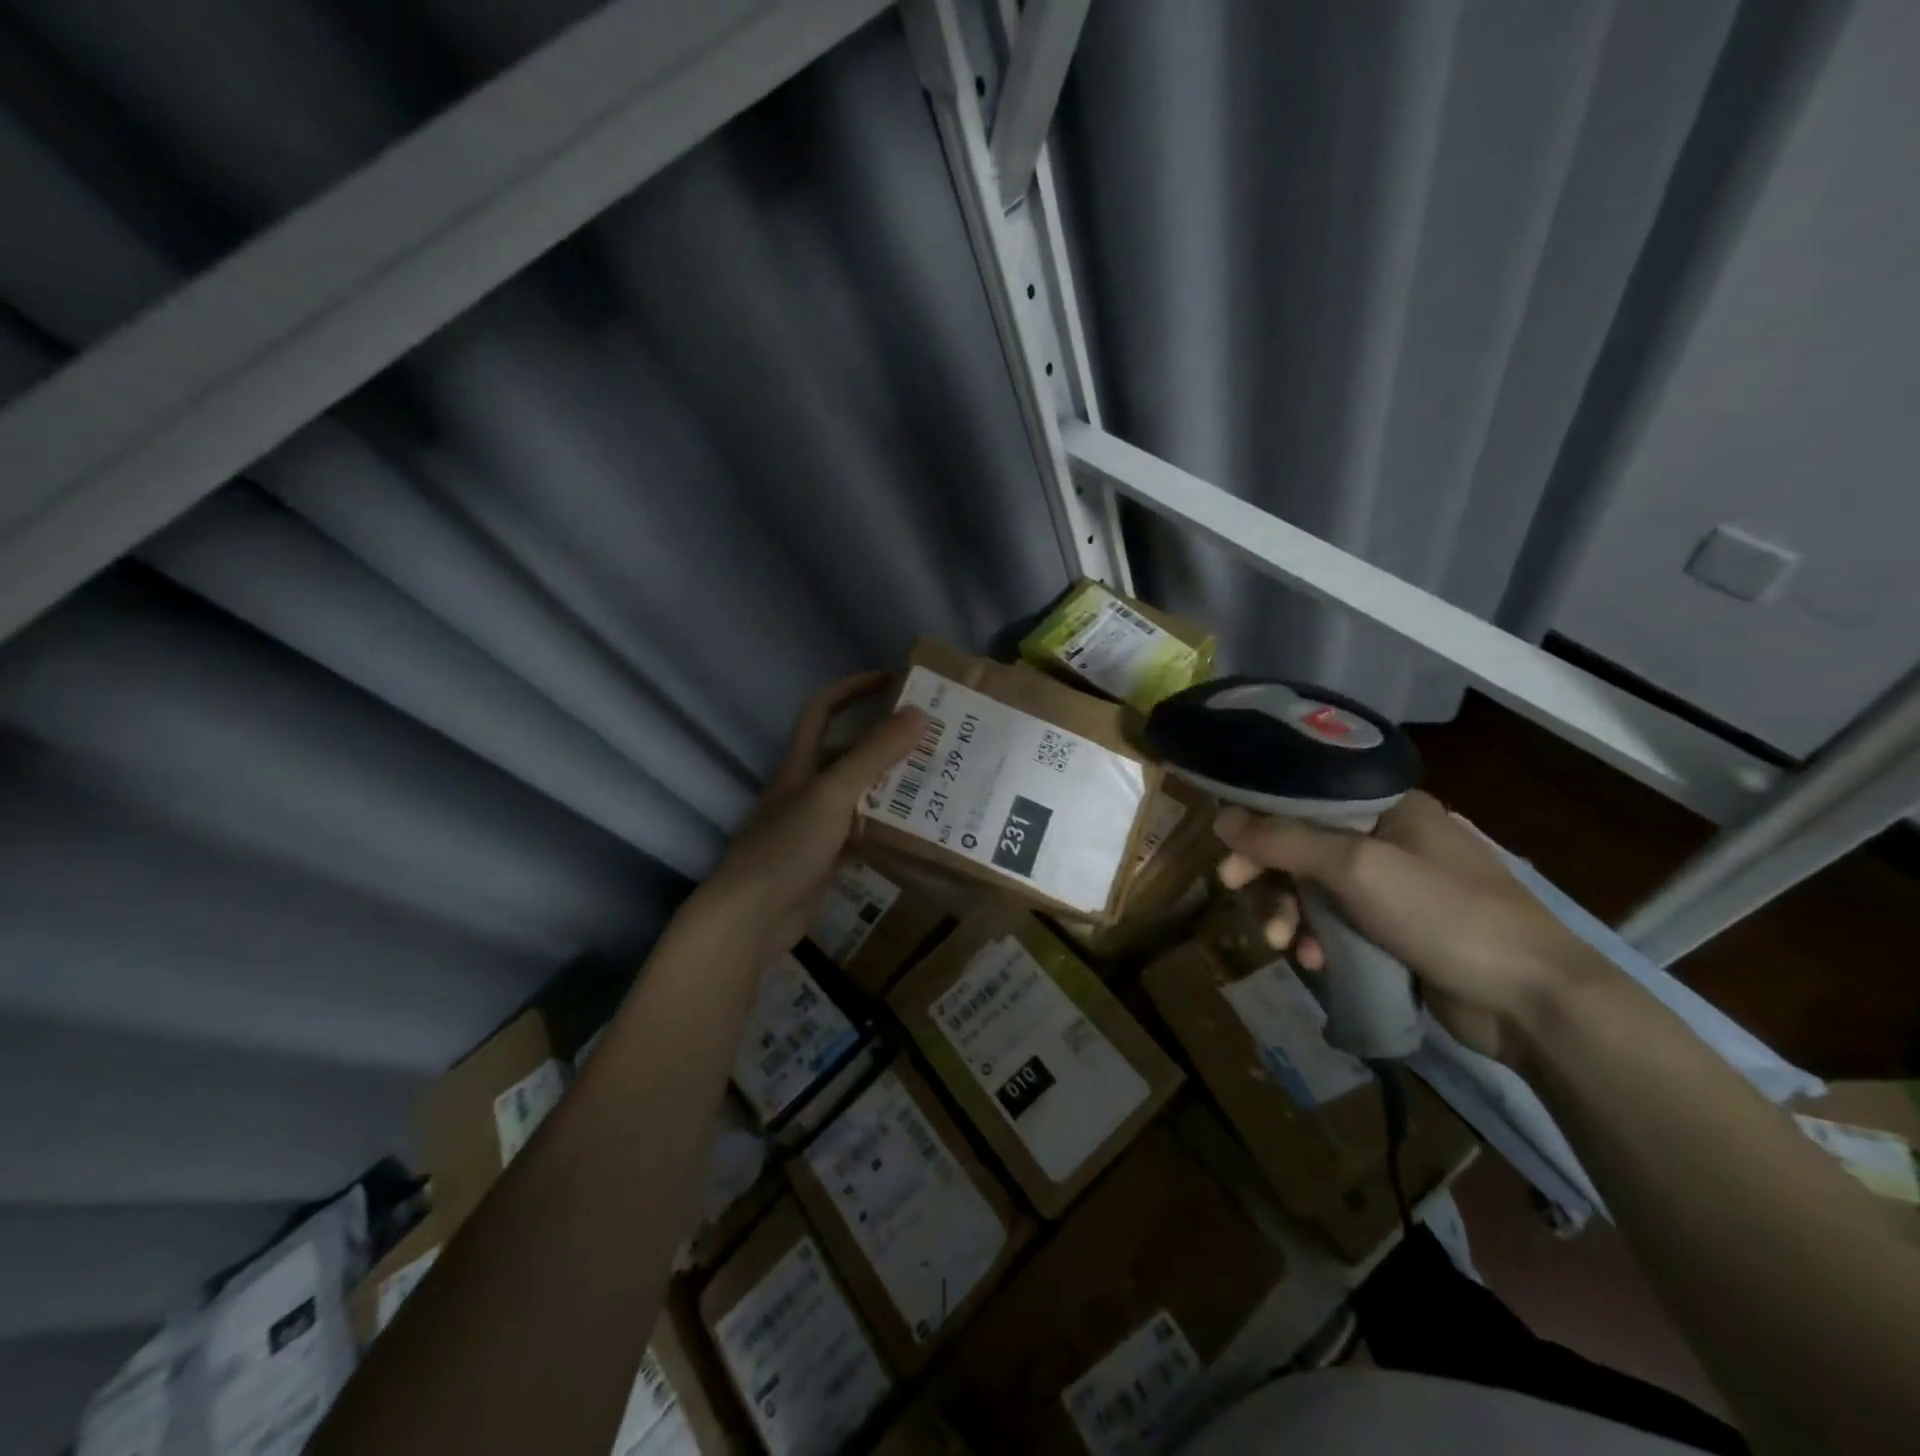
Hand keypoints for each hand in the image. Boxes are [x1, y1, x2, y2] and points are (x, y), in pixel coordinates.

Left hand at [696, 672, 925, 964]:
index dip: (853, 689)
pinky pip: (864, 834)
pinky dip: (888, 829)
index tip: (894, 680)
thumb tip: (919, 713)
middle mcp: (807, 788)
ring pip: (861, 796)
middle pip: (849, 753)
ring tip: (938, 781)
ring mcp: (817, 826)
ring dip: (893, 787)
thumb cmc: (787, 846)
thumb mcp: (832, 793)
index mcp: (800, 764)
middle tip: (934, 739)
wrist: (751, 919)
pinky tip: (920, 831)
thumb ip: (874, 755)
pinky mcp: (827, 859)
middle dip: (887, 742)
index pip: (823, 710)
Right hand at [1212, 791, 1606, 1061]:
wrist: (1533, 1001)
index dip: (1260, 822)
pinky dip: (1318, 938)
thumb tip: (1220, 817)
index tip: (1227, 851)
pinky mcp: (1397, 931)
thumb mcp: (1357, 868)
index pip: (1304, 800)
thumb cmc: (1445, 914)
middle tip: (1233, 891)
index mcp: (1387, 807)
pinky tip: (1314, 962)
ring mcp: (1394, 887)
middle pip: (1304, 845)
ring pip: (1316, 888)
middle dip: (1270, 874)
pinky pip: (1338, 924)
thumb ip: (1285, 840)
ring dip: (1291, 912)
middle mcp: (1389, 839)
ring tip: (1283, 943)